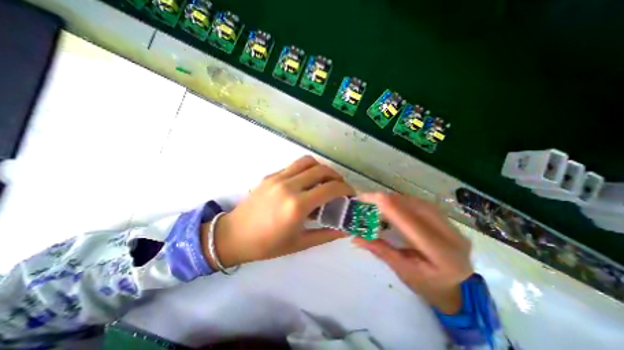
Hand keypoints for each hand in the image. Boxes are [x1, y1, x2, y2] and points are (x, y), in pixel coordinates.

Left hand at [202, 157, 352, 268]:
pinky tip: (306, 182)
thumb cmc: (267, 244)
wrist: (234, 235)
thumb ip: (326, 235)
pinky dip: (306, 169)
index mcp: (297, 205)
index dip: (346, 189)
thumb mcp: (300, 244)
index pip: (330, 188)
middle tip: (340, 187)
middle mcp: (289, 186)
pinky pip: (294, 166)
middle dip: (337, 176)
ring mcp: (278, 178)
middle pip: (321, 170)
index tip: (350, 194)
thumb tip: (345, 229)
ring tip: (325, 180)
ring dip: (321, 168)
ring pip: (307, 161)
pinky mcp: (270, 175)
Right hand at [356, 192, 473, 312]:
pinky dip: (403, 201)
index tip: (367, 198)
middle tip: (367, 199)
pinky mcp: (447, 220)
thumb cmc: (429, 286)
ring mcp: (451, 225)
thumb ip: (381, 250)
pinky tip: (392, 204)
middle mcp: (450, 235)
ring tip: (376, 201)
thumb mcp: (403, 271)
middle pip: (415, 207)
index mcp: (441, 254)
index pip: (411, 222)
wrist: (459, 290)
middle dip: (388, 200)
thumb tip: (356, 236)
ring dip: (394, 199)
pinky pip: (421, 204)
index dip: (389, 206)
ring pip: (418, 202)